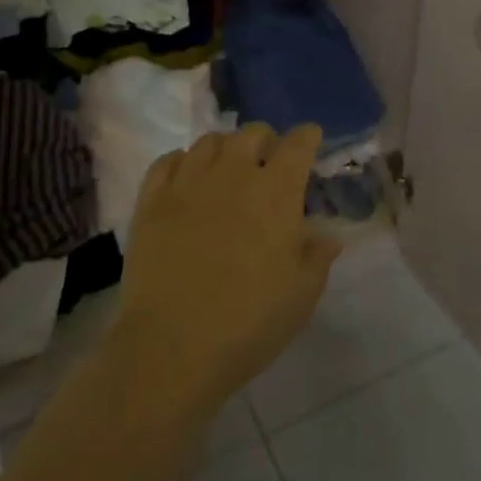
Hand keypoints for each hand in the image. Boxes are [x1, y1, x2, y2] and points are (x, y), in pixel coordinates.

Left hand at [112, 124, 340, 414]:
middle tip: (268, 162)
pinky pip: (168, 160)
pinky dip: (182, 162)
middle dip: (266, 141)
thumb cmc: (248, 322)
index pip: (297, 145)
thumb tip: (328, 236)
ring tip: (227, 169)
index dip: (307, 136)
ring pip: (210, 141)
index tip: (310, 138)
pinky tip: (186, 179)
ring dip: (225, 148)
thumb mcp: (301, 296)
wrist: (171, 347)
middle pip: (253, 133)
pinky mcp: (152, 199)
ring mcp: (189, 182)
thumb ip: (317, 257)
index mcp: (276, 192)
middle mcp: (234, 173)